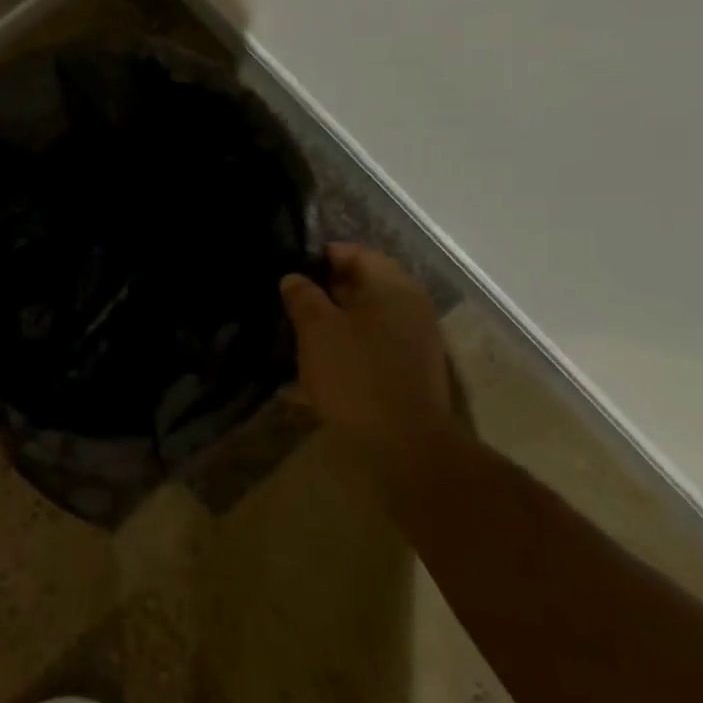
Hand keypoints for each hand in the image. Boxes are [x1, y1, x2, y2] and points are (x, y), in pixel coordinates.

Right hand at [279, 244, 454, 463]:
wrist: (404, 449)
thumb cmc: (356, 377)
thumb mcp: (316, 330)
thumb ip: (303, 296)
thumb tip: (294, 278)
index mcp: (392, 286)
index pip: (354, 253)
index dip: (319, 259)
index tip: (289, 276)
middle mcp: (410, 305)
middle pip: (361, 285)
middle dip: (324, 293)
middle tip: (289, 306)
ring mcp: (414, 340)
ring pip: (365, 318)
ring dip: (333, 324)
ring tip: (297, 339)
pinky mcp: (409, 371)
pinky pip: (372, 347)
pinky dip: (346, 351)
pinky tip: (316, 371)